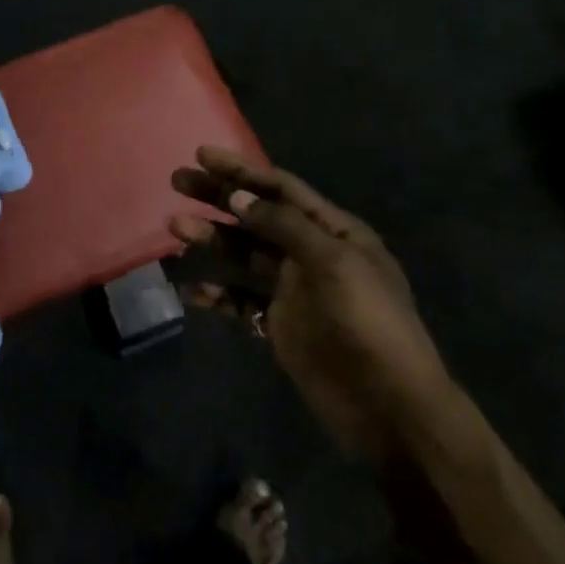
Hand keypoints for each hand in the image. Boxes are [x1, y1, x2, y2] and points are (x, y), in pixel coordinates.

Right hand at [171, 147, 454, 456]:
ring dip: (210, 240)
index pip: (281, 189)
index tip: (202, 155)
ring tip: (176, 228)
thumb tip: (238, 196)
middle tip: (177, 181)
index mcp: (334, 232)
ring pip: (242, 254)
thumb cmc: (368, 324)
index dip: (242, 170)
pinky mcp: (278, 324)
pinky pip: (239, 299)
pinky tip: (190, 290)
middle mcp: (310, 253)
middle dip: (218, 197)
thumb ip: (284, 227)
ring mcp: (292, 289)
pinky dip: (215, 292)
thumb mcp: (334, 264)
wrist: (389, 408)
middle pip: (255, 216)